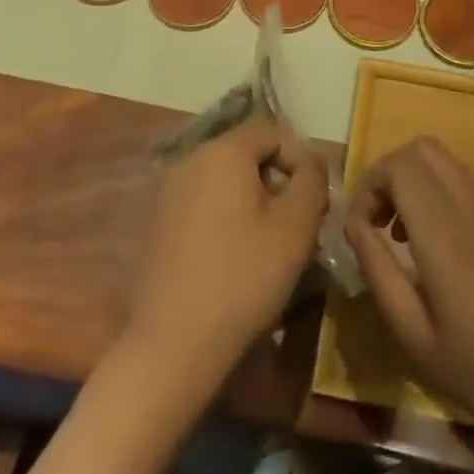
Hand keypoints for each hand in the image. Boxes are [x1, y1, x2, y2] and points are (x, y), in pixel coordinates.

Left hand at [125, 118, 328, 385]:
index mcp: (222, 152)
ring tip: (271, 242)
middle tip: (297, 222)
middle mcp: (189, 160)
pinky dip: (227, 215)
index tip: (314, 199)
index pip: (271, 131)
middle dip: (277, 179)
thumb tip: (312, 160)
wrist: (174, 342)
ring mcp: (168, 191)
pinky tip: (237, 255)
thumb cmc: (243, 278)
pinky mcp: (159, 222)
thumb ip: (312, 180)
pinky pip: (204, 201)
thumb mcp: (295, 226)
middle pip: (246, 153)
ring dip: (253, 199)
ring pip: (225, 179)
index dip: (300, 158)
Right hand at [345, 136, 473, 444]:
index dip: (369, 185)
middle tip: (382, 223)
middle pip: (424, 148)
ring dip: (421, 182)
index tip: (363, 229)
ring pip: (452, 162)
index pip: (399, 164)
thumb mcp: (415, 336)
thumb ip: (378, 271)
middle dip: (392, 174)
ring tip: (412, 237)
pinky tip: (453, 250)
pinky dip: (449, 195)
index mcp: (445, 231)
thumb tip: (355, 226)